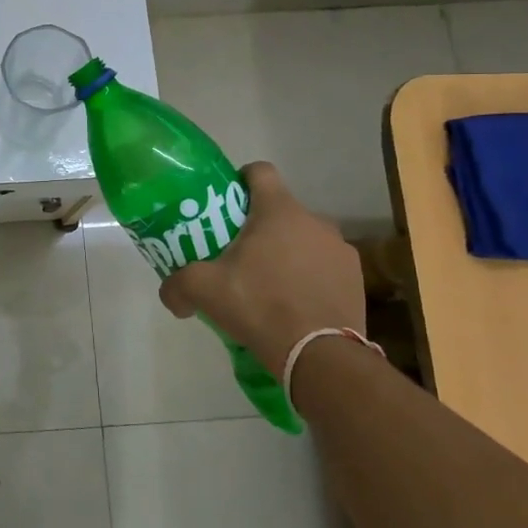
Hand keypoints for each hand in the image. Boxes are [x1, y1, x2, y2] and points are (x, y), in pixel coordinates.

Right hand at [157, 162, 363, 381]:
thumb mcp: (204, 291)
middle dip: (260, 227)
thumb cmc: (259, 306)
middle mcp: (315, 220)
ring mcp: (340, 249)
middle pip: (281, 211)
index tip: (227, 203)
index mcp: (278, 210)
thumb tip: (171, 294)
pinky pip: (325, 267)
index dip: (241, 180)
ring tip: (269, 285)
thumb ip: (178, 285)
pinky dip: (310, 277)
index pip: (260, 171)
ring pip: (305, 239)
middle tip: (239, 255)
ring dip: (288, 253)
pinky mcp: (356, 278)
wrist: (319, 355)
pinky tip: (296, 305)